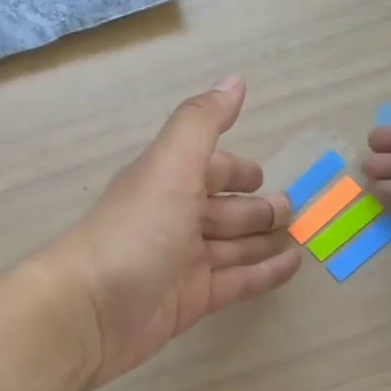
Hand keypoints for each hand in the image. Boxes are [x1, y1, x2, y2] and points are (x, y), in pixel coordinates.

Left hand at [47, 76, 302, 388]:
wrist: (89, 311)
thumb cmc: (134, 231)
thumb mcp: (170, 166)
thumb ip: (202, 123)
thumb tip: (234, 79)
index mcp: (168, 183)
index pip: (208, 170)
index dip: (235, 170)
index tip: (265, 175)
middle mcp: (174, 220)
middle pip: (223, 210)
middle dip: (257, 209)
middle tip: (295, 211)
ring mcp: (182, 263)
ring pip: (232, 247)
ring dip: (262, 240)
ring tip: (301, 238)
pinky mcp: (190, 302)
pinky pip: (236, 283)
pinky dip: (263, 274)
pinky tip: (292, 268)